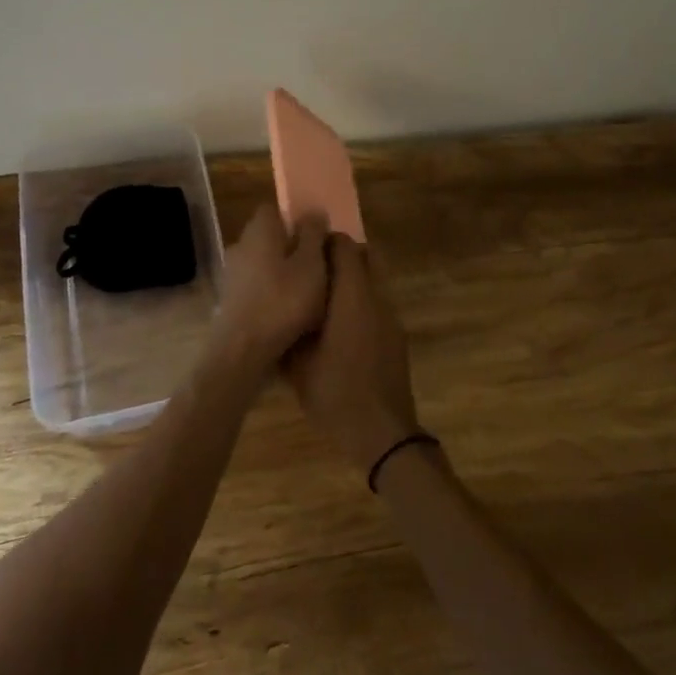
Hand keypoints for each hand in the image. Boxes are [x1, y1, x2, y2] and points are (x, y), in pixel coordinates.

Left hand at [211, 204, 328, 382]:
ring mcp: (232, 273)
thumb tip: (313, 212)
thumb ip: (313, 235)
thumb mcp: (311, 264)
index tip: (318, 235)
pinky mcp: (230, 299)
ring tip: (309, 293)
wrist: (243, 350)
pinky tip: (289, 312)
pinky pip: (257, 286)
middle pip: (270, 236)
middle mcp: (241, 244)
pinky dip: (272, 293)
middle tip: (319, 265)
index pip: (275, 209)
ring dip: (283, 272)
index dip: (297, 218)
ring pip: (264, 262)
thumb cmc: (283, 301)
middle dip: (292, 247)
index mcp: (260, 229)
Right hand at [284, 235, 422, 472]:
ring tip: (323, 300)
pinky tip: (340, 326)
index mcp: (352, 295)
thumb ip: (290, 325)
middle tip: (311, 273)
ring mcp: (391, 315)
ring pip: (374, 278)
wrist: (382, 432)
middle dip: (339, 256)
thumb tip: (279, 302)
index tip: (301, 253)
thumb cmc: (335, 392)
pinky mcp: (396, 334)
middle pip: (364, 255)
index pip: (344, 245)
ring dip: (352, 278)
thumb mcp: (297, 362)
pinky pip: (378, 301)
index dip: (322, 243)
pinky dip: (361, 300)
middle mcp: (376, 296)